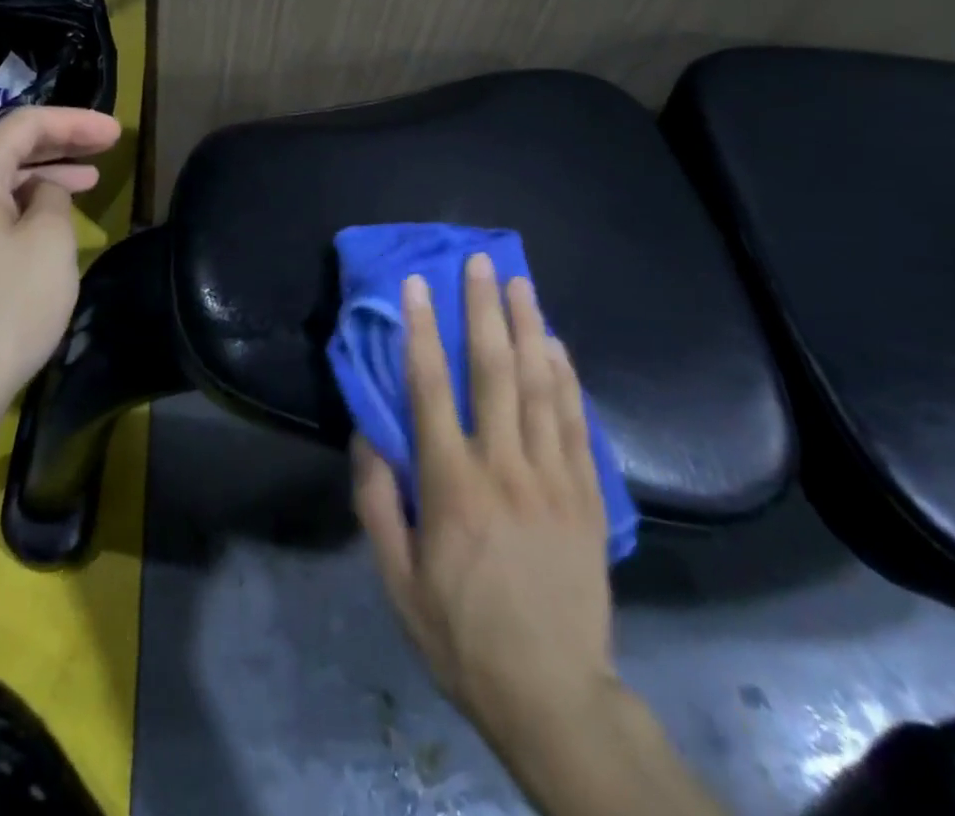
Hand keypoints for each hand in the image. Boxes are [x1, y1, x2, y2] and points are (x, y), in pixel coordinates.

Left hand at [0, 106, 120, 418]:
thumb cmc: (5, 308)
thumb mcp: (50, 243)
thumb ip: (53, 199)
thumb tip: (43, 193)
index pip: (25, 125)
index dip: (75, 123)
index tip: (116, 133)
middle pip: (4, 149)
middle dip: (59, 145)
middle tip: (104, 148)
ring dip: (39, 178)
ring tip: (85, 181)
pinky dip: (15, 206)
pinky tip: (42, 220)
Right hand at [352, 255, 618, 754]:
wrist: (553, 694)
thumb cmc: (462, 635)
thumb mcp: (397, 580)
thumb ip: (377, 501)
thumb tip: (367, 434)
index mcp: (451, 486)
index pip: (429, 389)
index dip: (420, 331)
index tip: (417, 285)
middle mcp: (503, 467)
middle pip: (492, 371)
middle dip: (482, 309)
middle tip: (479, 261)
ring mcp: (552, 477)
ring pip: (539, 385)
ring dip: (527, 327)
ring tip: (519, 282)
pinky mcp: (587, 494)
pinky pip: (575, 422)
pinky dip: (565, 377)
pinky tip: (556, 344)